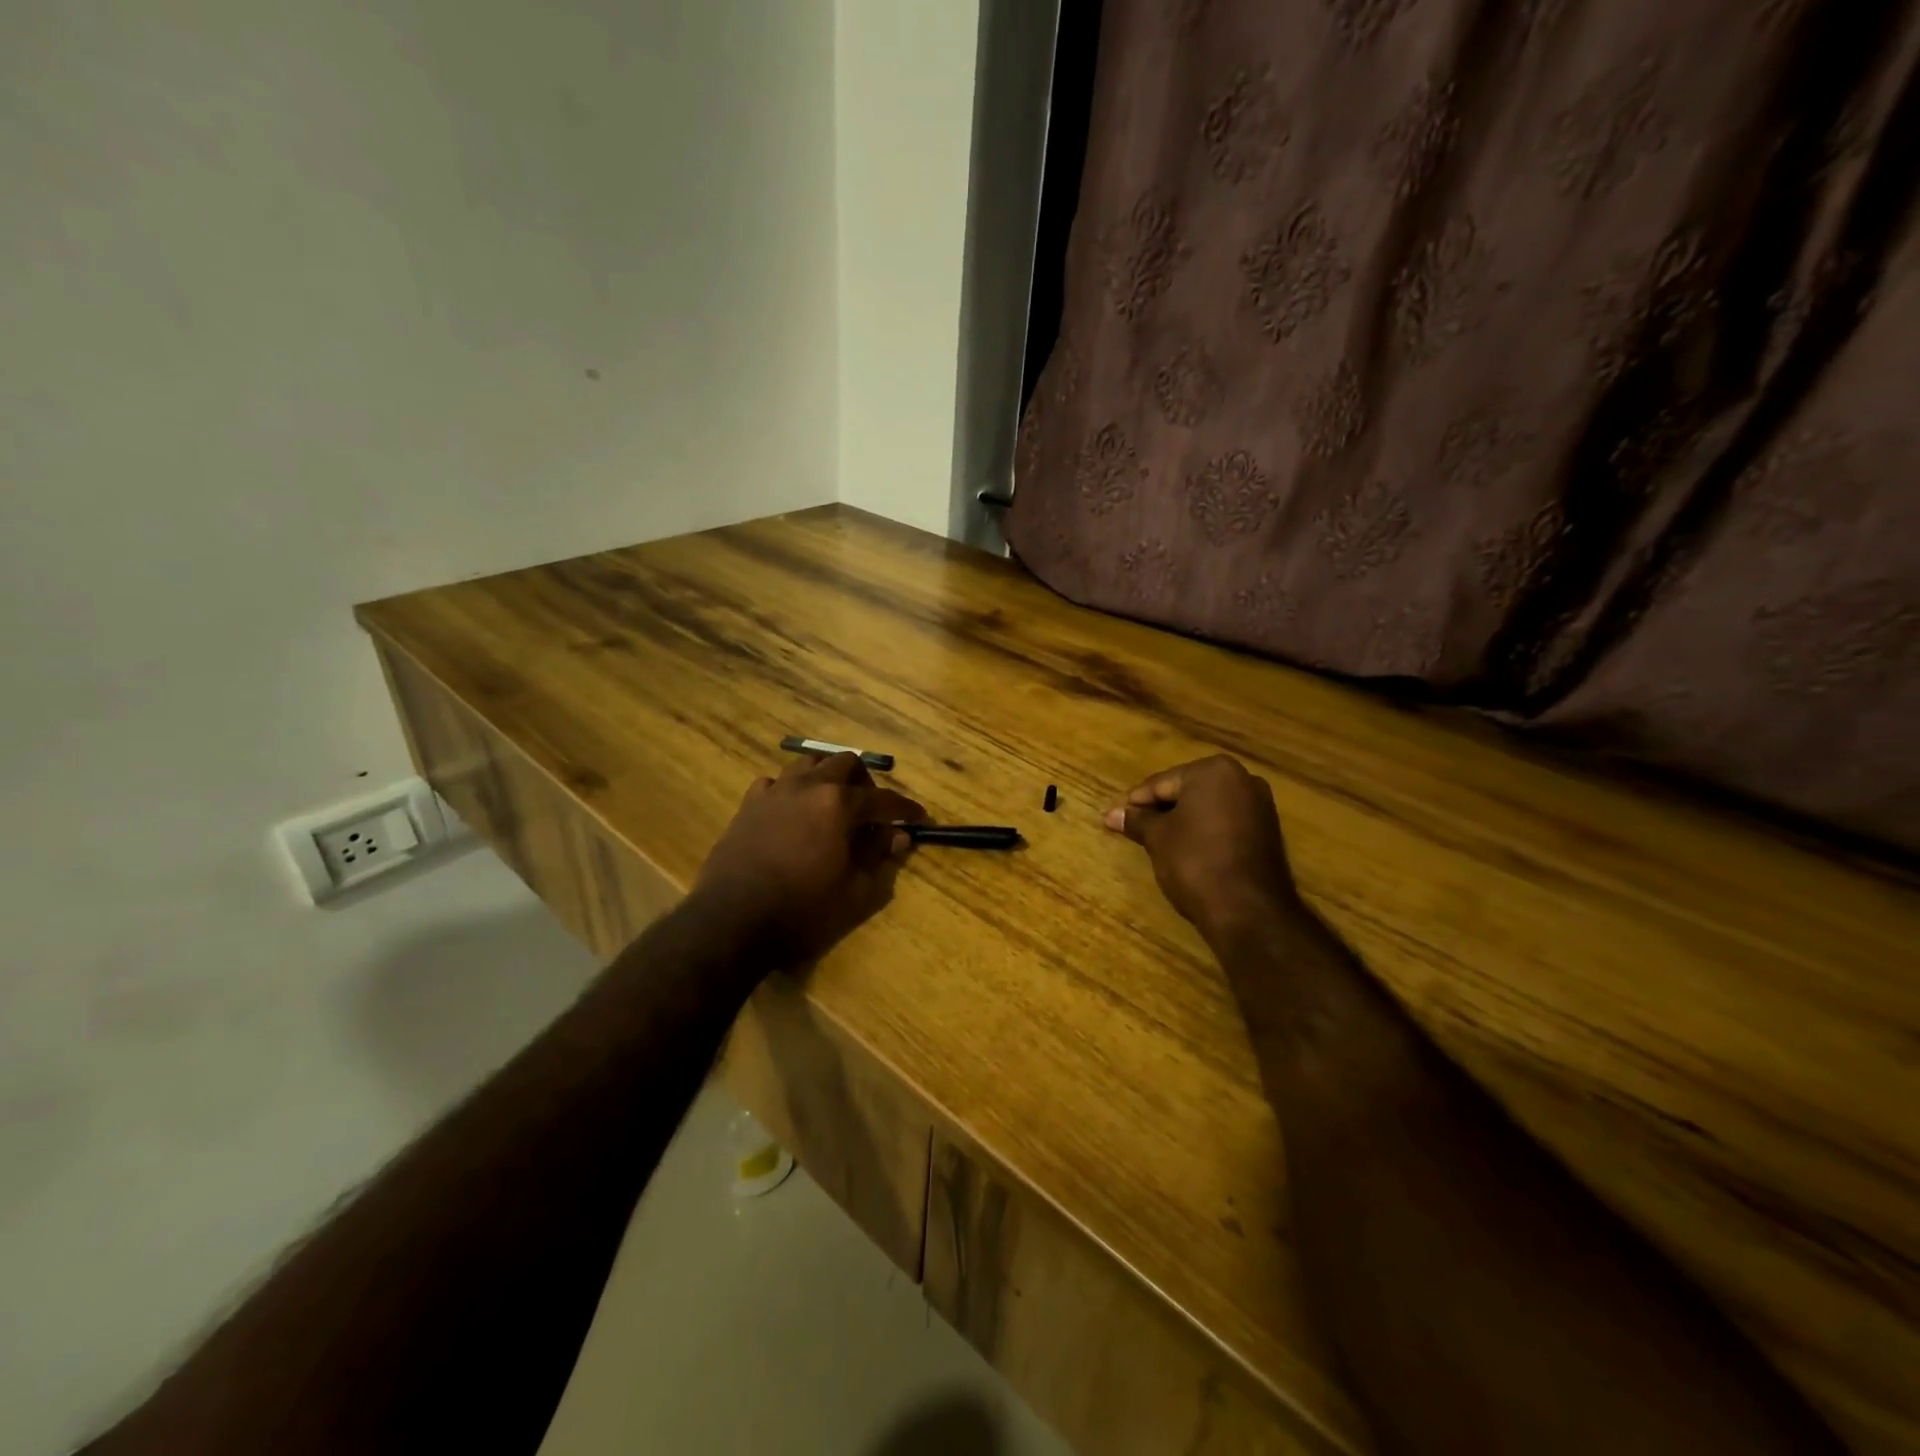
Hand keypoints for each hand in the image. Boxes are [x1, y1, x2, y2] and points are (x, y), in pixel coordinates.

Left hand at [694, 752, 926, 967]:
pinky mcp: (748, 805)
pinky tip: (792, 814)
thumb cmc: (802, 910)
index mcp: (839, 804)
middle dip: (865, 782)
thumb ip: (879, 858)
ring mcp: (774, 792)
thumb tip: (898, 836)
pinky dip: (791, 791)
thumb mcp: (854, 892)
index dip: (904, 808)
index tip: (918, 816)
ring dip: (827, 777)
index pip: (883, 799)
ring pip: (808, 763)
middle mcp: (808, 786)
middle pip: (845, 763)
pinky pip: (775, 784)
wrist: (732, 922)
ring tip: (832, 805)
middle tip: (871, 811)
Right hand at [1104, 755, 1303, 943]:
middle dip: (1161, 809)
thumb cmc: (1195, 861)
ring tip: (1157, 842)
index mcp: (1214, 770)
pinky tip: (1187, 851)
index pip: (1162, 783)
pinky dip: (1204, 832)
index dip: (1137, 802)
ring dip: (1182, 821)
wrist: (1248, 910)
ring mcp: (1260, 806)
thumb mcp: (1158, 838)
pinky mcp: (1268, 832)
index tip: (1116, 817)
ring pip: (1207, 808)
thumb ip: (1136, 820)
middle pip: (1187, 791)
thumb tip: (1111, 814)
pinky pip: (1225, 823)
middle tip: (1134, 829)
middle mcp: (1243, 779)